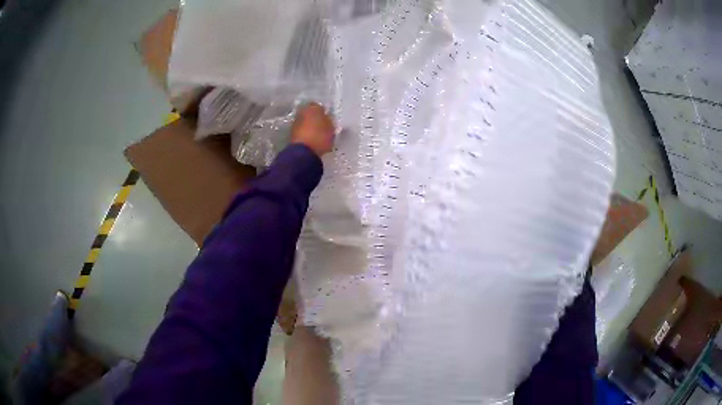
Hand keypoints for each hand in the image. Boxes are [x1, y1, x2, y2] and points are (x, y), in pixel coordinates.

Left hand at [291, 103, 334, 156]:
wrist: (303, 152)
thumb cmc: (320, 136)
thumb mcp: (331, 128)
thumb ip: (328, 121)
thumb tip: (325, 119)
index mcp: (313, 107)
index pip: (319, 106)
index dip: (323, 112)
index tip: (327, 118)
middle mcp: (302, 112)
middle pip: (310, 113)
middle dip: (314, 118)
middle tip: (322, 125)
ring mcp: (295, 122)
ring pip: (304, 121)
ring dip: (309, 126)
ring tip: (316, 134)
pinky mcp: (291, 133)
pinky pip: (301, 130)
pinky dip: (305, 133)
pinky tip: (310, 139)